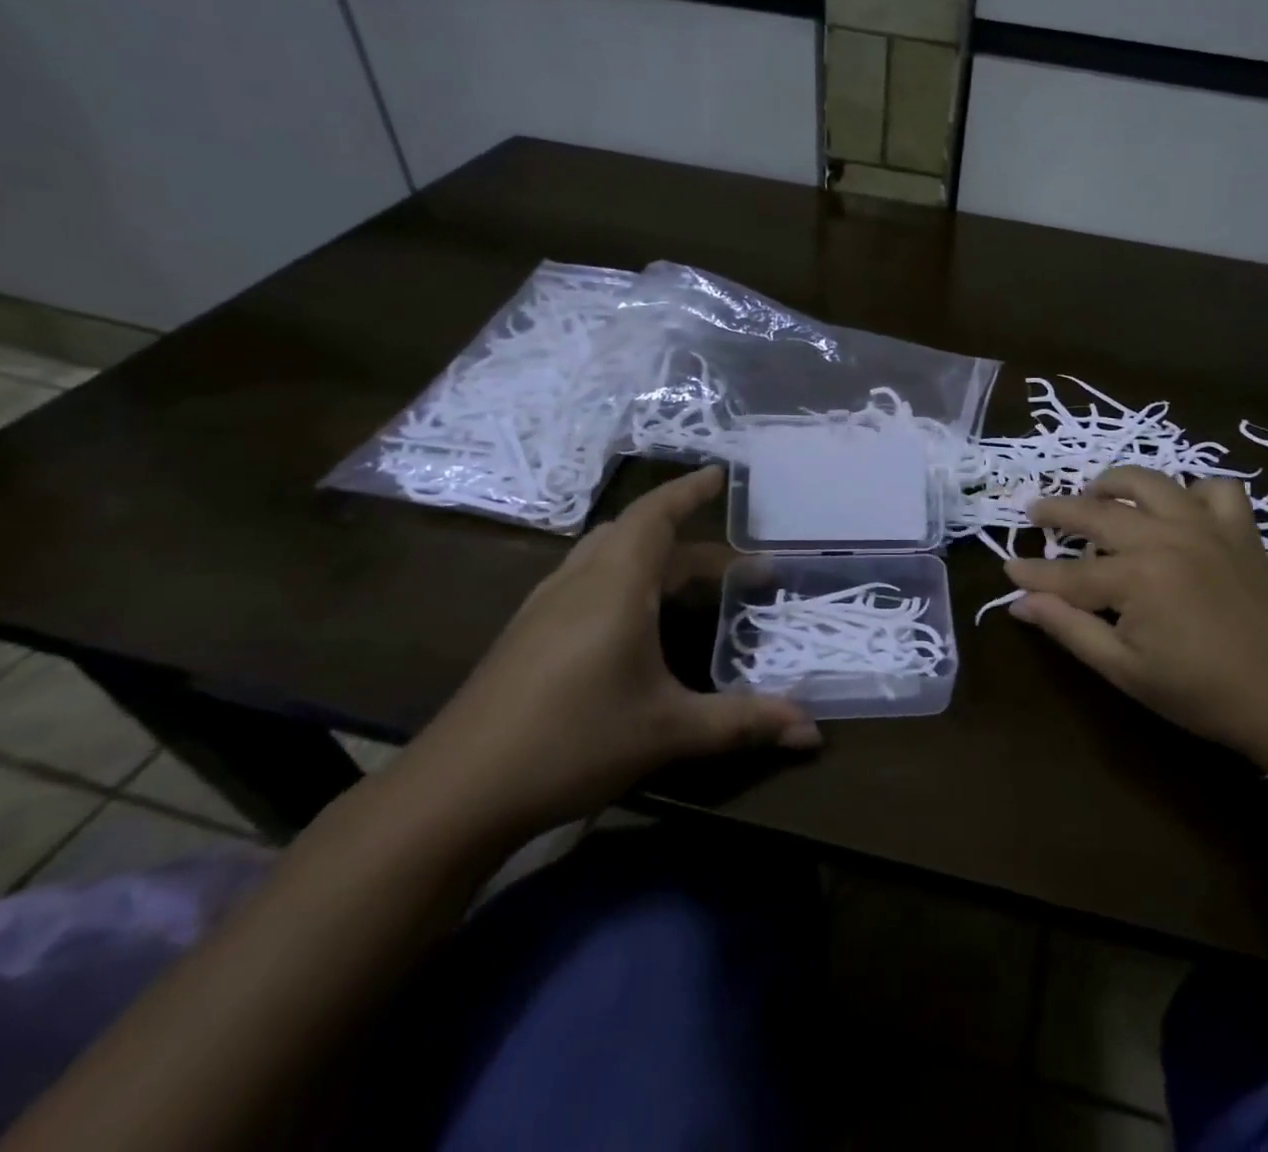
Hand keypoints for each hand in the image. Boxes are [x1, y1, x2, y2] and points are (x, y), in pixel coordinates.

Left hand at [396, 467, 818, 839]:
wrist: (454, 792)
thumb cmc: (573, 740)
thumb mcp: (669, 731)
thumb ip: (743, 722)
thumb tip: (813, 731)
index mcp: (616, 583)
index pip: (656, 514)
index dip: (689, 490)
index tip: (720, 474)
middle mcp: (579, 580)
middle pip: (639, 536)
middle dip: (691, 544)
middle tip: (738, 569)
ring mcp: (546, 605)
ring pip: (608, 557)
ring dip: (653, 559)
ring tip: (691, 586)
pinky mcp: (527, 633)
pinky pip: (587, 581)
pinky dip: (624, 580)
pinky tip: (634, 622)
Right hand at [1004, 466, 1267, 771]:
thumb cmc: (1202, 693)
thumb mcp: (1125, 670)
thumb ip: (1069, 629)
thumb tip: (1020, 602)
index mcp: (1135, 577)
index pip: (1068, 572)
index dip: (1033, 573)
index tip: (1006, 569)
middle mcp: (1166, 537)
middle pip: (1098, 513)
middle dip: (1059, 510)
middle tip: (1034, 510)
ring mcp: (1206, 526)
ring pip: (1151, 483)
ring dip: (1115, 483)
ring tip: (1095, 491)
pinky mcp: (1240, 529)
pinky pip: (1214, 489)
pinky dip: (1192, 491)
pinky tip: (1179, 507)